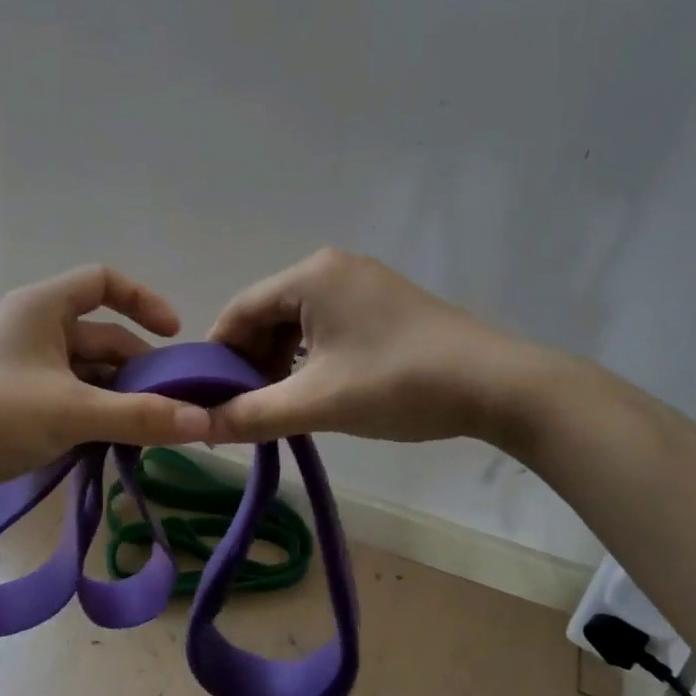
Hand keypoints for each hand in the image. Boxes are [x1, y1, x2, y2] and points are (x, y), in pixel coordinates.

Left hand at [0, 265, 211, 510]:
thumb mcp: (73, 412)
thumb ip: (141, 416)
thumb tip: (204, 422)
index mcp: (42, 308)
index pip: (103, 282)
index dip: (143, 301)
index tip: (174, 336)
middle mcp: (33, 329)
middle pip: (101, 336)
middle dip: (138, 367)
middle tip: (173, 403)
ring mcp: (22, 367)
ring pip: (85, 373)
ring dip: (118, 397)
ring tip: (152, 429)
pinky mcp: (14, 402)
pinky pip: (67, 398)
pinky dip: (93, 415)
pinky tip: (116, 443)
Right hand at [206, 248, 548, 445]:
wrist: (498, 386)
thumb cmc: (398, 384)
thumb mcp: (316, 403)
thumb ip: (251, 415)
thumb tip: (197, 427)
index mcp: (311, 276)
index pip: (239, 309)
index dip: (217, 354)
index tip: (205, 395)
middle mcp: (333, 268)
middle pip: (268, 314)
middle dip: (249, 361)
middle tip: (241, 407)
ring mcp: (363, 284)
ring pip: (297, 322)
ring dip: (279, 362)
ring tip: (276, 405)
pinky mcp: (385, 304)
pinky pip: (327, 326)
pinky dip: (309, 357)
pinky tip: (313, 390)